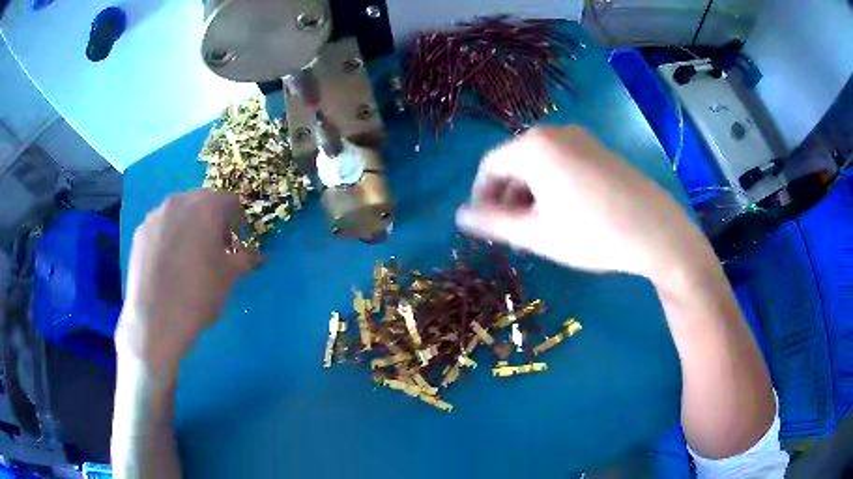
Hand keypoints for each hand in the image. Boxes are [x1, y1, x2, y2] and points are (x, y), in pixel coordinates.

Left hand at [116, 190, 258, 382]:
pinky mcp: (140, 232)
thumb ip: (246, 258)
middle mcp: (180, 201)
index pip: (230, 201)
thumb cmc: (199, 294)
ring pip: (179, 213)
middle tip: (214, 251)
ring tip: (188, 259)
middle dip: (212, 221)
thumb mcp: (230, 277)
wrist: (156, 320)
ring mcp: (156, 215)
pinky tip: (168, 265)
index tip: (236, 245)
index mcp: (207, 206)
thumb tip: (258, 255)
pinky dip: (169, 237)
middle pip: (203, 202)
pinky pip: (161, 226)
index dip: (237, 222)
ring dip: (189, 227)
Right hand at [456, 127, 704, 281]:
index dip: (481, 198)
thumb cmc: (594, 235)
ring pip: (539, 163)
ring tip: (540, 227)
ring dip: (529, 193)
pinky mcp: (599, 149)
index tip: (486, 227)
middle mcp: (554, 132)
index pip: (489, 167)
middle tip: (515, 233)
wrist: (658, 233)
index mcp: (533, 147)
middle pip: (514, 162)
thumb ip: (492, 223)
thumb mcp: (537, 235)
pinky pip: (562, 162)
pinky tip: (566, 213)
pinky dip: (552, 185)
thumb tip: (459, 215)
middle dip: (507, 197)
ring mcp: (581, 138)